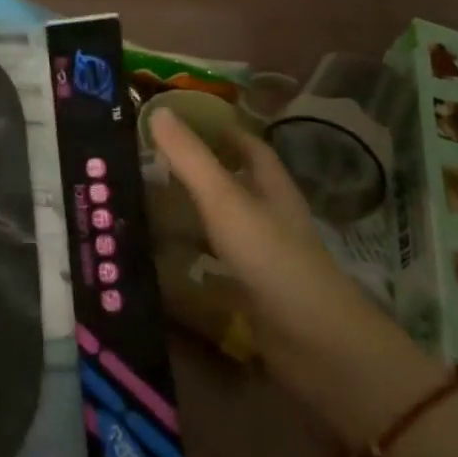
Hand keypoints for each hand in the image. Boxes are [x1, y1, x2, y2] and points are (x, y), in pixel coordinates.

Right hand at [149, 108, 439, 441]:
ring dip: (187, 212)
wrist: (316, 346)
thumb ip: (191, 158)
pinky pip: (213, 262)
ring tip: (140, 202)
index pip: (247, 146)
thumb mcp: (225, 200)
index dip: (218, 129)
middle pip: (231, 182)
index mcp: (271, 187)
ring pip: (219, 222)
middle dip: (193, 170)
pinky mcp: (251, 290)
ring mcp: (261, 256)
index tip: (177, 120)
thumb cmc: (272, 259)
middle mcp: (268, 216)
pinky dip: (187, 255)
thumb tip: (157, 110)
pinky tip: (157, 256)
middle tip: (144, 161)